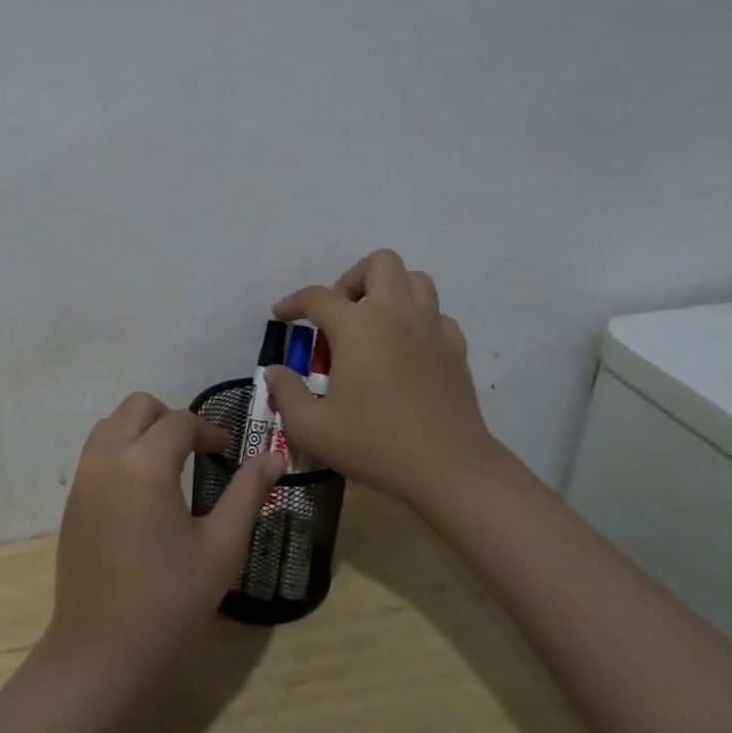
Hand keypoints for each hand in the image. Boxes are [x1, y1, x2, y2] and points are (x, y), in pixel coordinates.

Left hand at [44, 392, 285, 684]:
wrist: (100, 650)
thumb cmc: (168, 600)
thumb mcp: (221, 548)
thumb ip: (247, 494)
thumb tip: (274, 457)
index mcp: (145, 464)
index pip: (179, 421)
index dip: (208, 430)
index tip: (227, 452)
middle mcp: (107, 458)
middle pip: (137, 406)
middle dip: (170, 418)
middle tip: (196, 450)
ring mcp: (83, 478)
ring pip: (111, 424)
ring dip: (141, 429)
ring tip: (169, 466)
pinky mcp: (72, 500)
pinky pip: (96, 451)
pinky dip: (120, 449)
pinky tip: (141, 491)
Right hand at [265, 249, 502, 502]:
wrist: (449, 468)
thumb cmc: (375, 444)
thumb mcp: (312, 428)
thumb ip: (286, 393)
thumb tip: (276, 371)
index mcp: (357, 327)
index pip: (317, 296)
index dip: (293, 302)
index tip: (282, 316)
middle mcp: (396, 314)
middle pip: (379, 264)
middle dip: (352, 280)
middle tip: (339, 316)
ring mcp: (431, 328)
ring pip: (415, 280)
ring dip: (389, 292)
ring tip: (372, 325)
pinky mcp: (456, 349)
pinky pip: (436, 316)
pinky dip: (418, 322)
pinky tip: (406, 350)